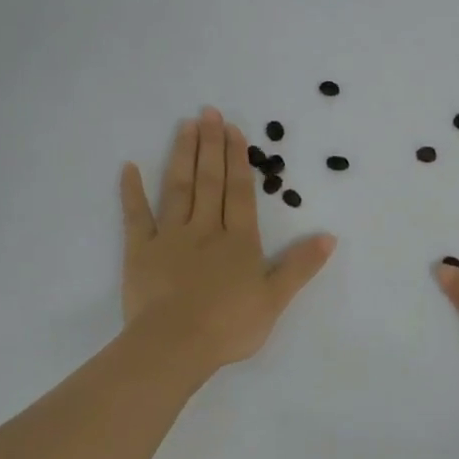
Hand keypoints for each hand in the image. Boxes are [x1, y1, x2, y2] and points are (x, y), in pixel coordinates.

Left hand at [120, 108, 335, 372]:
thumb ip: (300, 266)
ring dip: (182, 155)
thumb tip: (329, 236)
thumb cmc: (229, 325)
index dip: (238, 159)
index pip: (240, 192)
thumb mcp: (275, 299)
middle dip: (211, 145)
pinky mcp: (141, 251)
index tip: (233, 129)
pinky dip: (132, 192)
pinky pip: (136, 216)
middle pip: (210, 181)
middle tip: (208, 112)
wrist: (175, 346)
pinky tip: (128, 167)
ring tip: (185, 126)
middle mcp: (206, 229)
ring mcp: (170, 237)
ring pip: (178, 188)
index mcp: (238, 241)